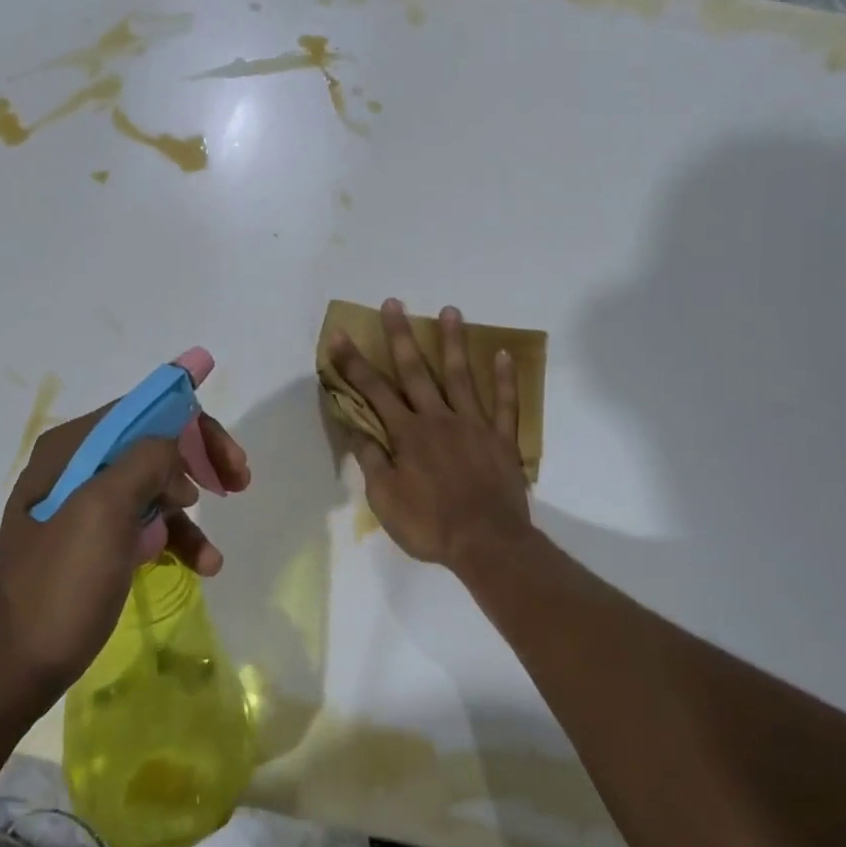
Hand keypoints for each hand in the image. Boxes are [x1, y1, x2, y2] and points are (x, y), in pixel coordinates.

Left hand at [0, 376, 250, 717]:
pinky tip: (202, 566)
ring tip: (212, 553)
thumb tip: (175, 441)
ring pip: (157, 489)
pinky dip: (176, 541)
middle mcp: (78, 468)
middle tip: (238, 482)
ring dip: (191, 514)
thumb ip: (145, 460)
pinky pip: (147, 526)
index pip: (144, 412)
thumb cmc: (59, 584)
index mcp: (73, 449)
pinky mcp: (96, 544)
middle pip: (156, 446)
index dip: (193, 423)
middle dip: (200, 463)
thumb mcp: (103, 511)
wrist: (12, 667)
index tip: (230, 455)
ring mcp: (86, 508)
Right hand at [326, 298, 532, 572]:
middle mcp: (438, 419)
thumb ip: (371, 460)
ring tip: (450, 310)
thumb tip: (355, 427)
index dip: (354, 363)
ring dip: (453, 342)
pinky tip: (503, 353)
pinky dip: (505, 378)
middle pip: (416, 371)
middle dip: (401, 336)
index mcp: (407, 434)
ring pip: (461, 376)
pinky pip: (505, 403)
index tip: (340, 335)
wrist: (486, 543)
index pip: (374, 391)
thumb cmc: (429, 525)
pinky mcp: (502, 438)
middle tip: (393, 303)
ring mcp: (474, 424)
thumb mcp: (384, 499)